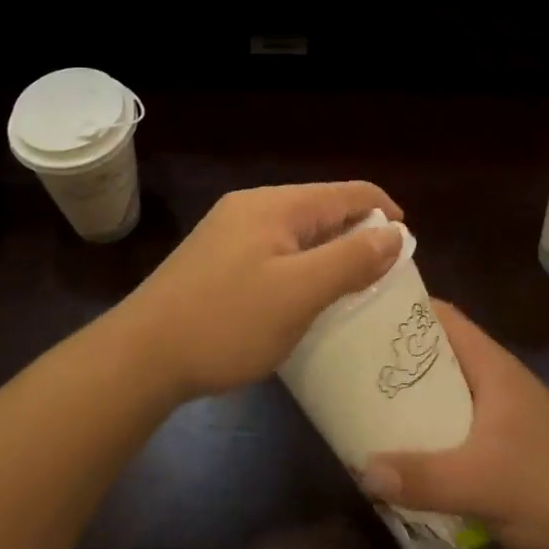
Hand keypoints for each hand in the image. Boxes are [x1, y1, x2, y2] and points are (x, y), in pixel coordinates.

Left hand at [118, 182, 404, 400]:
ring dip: (328, 253)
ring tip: (351, 288)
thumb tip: (394, 233)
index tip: (408, 245)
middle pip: (321, 209)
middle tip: (383, 275)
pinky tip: (303, 297)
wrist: (140, 357)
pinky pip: (273, 251)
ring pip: (297, 232)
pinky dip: (300, 266)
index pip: (346, 192)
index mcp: (275, 205)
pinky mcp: (215, 259)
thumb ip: (350, 260)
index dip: (383, 211)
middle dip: (357, 234)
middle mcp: (251, 207)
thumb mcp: (299, 293)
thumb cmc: (226, 322)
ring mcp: (228, 232)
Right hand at [361, 302, 548, 548]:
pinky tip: (405, 458)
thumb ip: (421, 477)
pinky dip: (430, 436)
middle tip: (350, 366)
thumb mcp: (480, 480)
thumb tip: (362, 470)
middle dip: (396, 360)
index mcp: (490, 366)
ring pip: (445, 395)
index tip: (361, 313)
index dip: (404, 309)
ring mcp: (502, 416)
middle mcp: (494, 381)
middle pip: (437, 356)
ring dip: (411, 402)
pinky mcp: (506, 449)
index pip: (442, 316)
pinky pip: (456, 430)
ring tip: (365, 409)